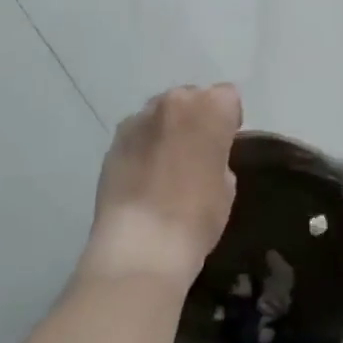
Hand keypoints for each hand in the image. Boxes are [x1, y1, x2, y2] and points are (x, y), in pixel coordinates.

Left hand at [81, 85, 240, 285]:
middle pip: (191, 98)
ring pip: (161, 113)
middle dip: (196, 118)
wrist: (141, 245)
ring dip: (167, 129)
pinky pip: (137, 133)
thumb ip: (219, 155)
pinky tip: (143, 175)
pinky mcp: (114, 140)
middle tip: (196, 153)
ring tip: (166, 164)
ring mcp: (139, 119)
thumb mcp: (227, 186)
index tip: (224, 146)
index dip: (228, 121)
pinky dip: (143, 145)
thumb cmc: (197, 215)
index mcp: (210, 108)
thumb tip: (204, 155)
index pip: (227, 97)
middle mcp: (174, 102)